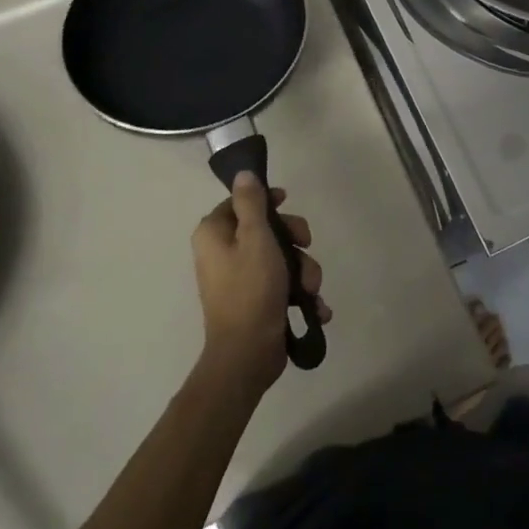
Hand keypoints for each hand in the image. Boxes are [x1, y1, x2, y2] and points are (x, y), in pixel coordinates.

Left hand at [192, 173, 329, 395]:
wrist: (247, 355)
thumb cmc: (250, 289)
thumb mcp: (255, 237)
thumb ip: (251, 203)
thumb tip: (243, 173)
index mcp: (214, 233)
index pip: (240, 202)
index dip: (267, 200)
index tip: (288, 202)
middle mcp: (222, 253)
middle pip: (265, 229)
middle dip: (293, 241)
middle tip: (306, 247)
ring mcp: (239, 279)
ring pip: (280, 258)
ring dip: (303, 271)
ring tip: (310, 290)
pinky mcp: (256, 302)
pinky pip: (282, 285)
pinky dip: (299, 294)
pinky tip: (314, 307)